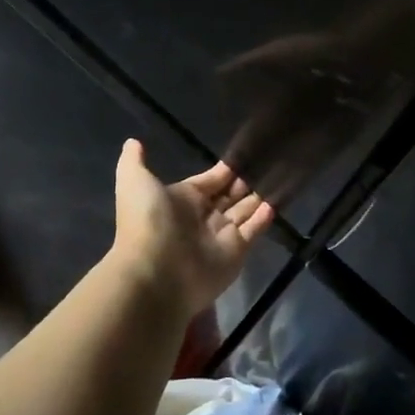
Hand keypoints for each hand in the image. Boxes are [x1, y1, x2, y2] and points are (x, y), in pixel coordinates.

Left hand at [110, 140, 274, 318]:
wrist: (156, 273)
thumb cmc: (148, 222)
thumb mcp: (135, 182)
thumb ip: (135, 161)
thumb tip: (133, 141)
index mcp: (182, 199)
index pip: (211, 180)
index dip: (227, 169)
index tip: (247, 153)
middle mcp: (203, 216)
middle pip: (230, 195)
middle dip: (246, 181)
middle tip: (269, 162)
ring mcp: (221, 235)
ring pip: (244, 211)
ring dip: (259, 195)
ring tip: (281, 176)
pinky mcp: (237, 251)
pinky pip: (254, 230)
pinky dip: (265, 217)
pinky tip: (278, 200)